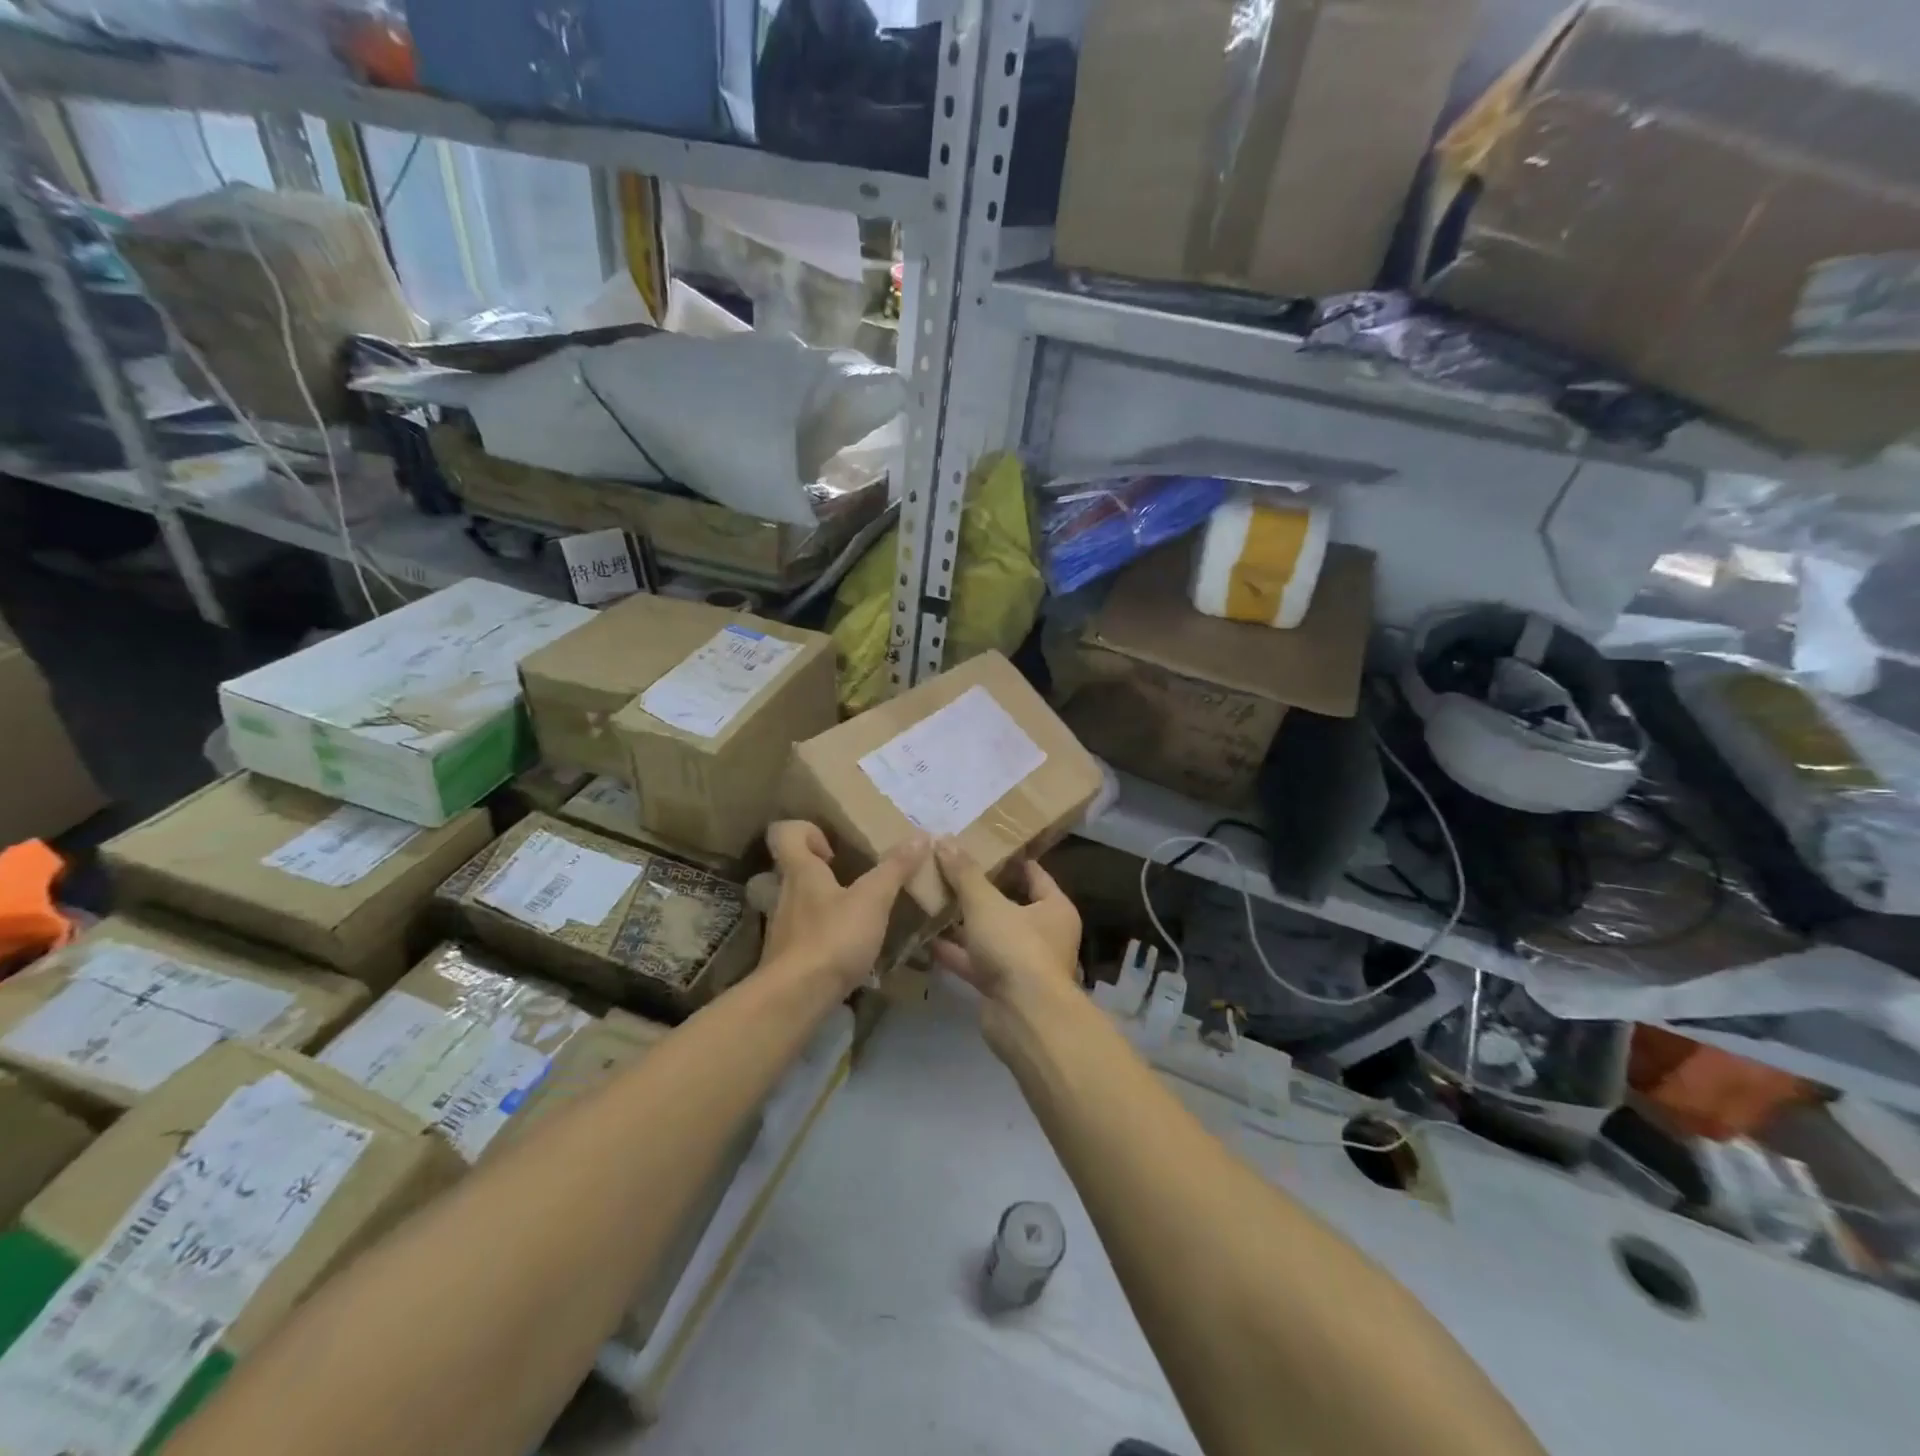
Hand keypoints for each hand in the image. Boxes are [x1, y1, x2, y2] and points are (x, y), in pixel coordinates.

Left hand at [762, 820, 928, 995]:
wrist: (795, 999)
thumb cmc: (833, 938)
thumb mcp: (873, 900)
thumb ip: (895, 868)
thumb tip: (920, 835)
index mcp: (800, 871)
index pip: (784, 832)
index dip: (808, 831)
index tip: (835, 848)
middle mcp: (785, 893)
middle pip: (795, 868)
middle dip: (824, 869)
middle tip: (855, 878)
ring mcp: (782, 927)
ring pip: (801, 902)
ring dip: (827, 903)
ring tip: (859, 914)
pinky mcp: (787, 957)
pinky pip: (806, 933)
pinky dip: (826, 934)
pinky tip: (850, 948)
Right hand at [931, 840, 1081, 1051]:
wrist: (1025, 1018)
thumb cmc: (1016, 948)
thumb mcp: (986, 904)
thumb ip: (964, 874)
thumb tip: (944, 839)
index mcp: (1054, 907)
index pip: (1032, 873)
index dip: (1007, 858)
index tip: (979, 845)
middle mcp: (1044, 933)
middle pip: (1008, 904)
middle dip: (978, 890)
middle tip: (947, 869)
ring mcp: (1022, 962)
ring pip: (989, 934)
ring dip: (963, 922)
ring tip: (931, 899)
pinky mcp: (1001, 986)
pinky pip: (976, 961)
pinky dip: (955, 952)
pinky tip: (926, 937)